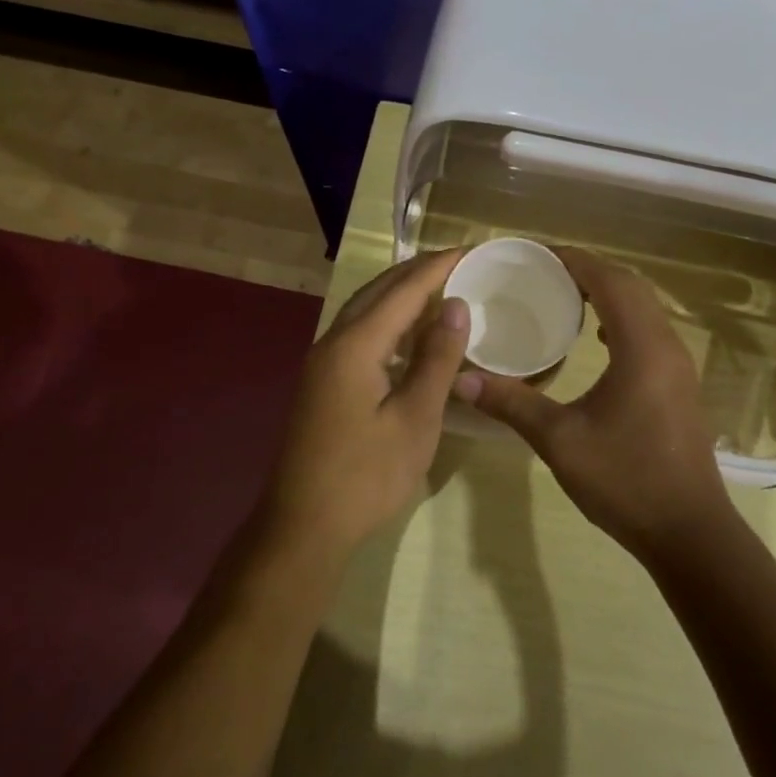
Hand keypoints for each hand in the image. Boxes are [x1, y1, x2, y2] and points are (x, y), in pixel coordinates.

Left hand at [265, 248, 469, 552]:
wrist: (303, 527)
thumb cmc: (367, 476)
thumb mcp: (415, 418)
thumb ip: (437, 359)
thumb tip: (457, 306)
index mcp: (355, 345)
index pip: (404, 289)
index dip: (439, 266)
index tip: (473, 249)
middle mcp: (332, 342)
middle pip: (378, 291)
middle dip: (418, 272)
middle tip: (459, 263)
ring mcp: (322, 364)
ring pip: (365, 312)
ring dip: (401, 295)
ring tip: (439, 288)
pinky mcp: (322, 384)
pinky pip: (358, 335)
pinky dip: (388, 323)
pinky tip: (409, 336)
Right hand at [460, 249, 732, 557]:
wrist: (688, 531)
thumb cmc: (625, 480)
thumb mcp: (560, 440)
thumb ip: (511, 403)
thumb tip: (460, 379)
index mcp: (641, 346)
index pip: (609, 280)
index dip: (573, 260)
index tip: (536, 254)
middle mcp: (666, 344)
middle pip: (630, 286)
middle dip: (589, 271)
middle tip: (543, 273)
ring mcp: (678, 365)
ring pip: (644, 308)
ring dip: (608, 293)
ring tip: (564, 297)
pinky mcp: (679, 384)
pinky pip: (650, 330)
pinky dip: (621, 319)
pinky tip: (596, 338)